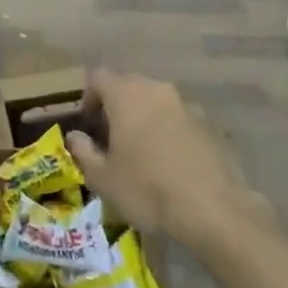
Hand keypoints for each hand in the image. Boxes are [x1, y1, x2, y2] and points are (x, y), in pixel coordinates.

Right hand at [66, 70, 264, 246]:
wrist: (213, 210)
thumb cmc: (147, 190)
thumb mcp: (103, 179)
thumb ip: (84, 152)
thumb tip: (75, 136)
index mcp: (125, 94)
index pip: (98, 78)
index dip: (89, 97)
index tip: (89, 124)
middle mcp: (156, 89)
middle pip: (128, 85)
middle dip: (117, 106)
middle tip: (112, 137)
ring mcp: (186, 104)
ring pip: (156, 101)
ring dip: (145, 117)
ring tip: (142, 151)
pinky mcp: (209, 124)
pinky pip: (179, 119)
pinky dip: (169, 131)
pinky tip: (171, 162)